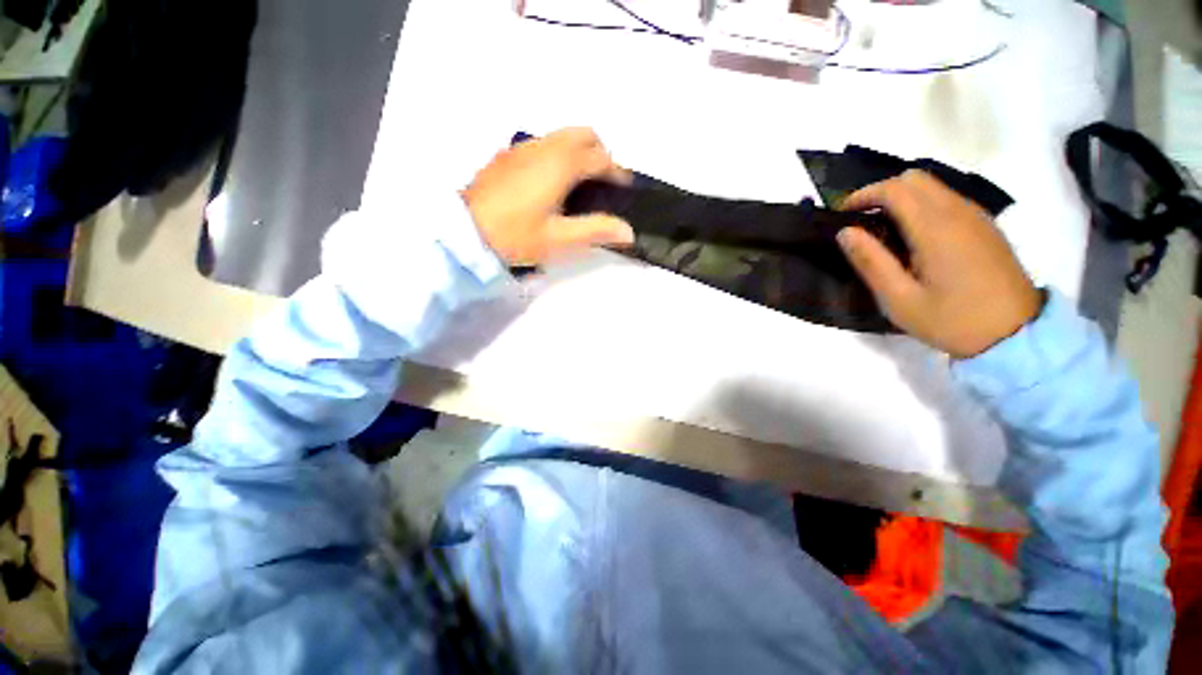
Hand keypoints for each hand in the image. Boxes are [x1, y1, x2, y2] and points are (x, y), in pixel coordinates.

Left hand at [462, 127, 634, 265]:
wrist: (465, 231)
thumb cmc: (516, 235)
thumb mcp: (559, 239)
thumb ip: (596, 231)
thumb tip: (628, 231)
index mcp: (561, 164)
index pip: (600, 158)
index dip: (617, 172)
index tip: (625, 187)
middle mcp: (545, 147)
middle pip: (583, 135)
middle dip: (601, 153)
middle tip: (604, 181)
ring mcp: (524, 148)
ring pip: (562, 136)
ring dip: (580, 151)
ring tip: (582, 183)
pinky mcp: (509, 155)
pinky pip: (544, 143)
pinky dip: (560, 153)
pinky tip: (554, 182)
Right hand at [837, 170, 1040, 358]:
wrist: (1016, 335)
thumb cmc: (951, 320)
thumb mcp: (899, 299)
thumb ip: (871, 262)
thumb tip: (845, 232)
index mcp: (936, 228)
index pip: (895, 189)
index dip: (863, 195)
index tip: (842, 214)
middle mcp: (959, 211)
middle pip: (915, 178)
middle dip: (881, 191)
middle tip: (860, 219)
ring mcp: (976, 216)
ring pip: (933, 186)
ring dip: (902, 197)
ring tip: (882, 228)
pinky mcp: (985, 226)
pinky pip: (948, 199)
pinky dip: (922, 205)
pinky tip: (913, 235)